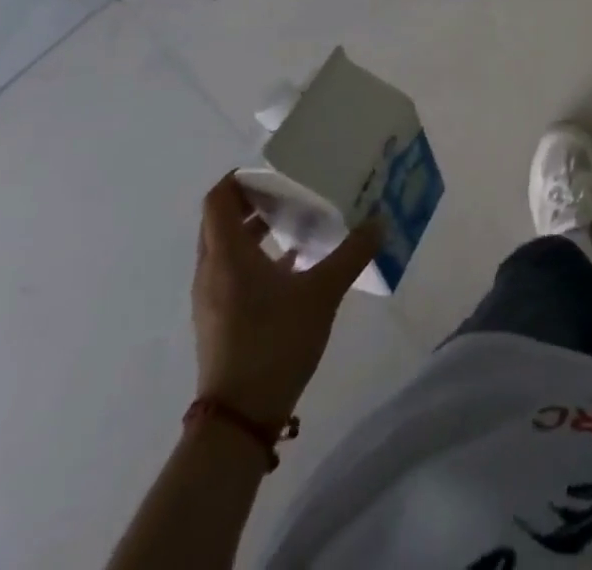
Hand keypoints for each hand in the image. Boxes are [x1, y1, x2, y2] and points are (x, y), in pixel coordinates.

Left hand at [192, 175, 380, 427]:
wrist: (239, 420)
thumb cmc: (275, 342)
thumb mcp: (323, 292)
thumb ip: (352, 253)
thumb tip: (379, 221)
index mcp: (227, 255)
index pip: (219, 199)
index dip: (241, 178)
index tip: (276, 170)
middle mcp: (212, 271)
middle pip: (220, 221)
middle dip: (253, 201)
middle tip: (292, 190)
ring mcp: (212, 299)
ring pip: (227, 248)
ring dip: (255, 230)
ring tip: (297, 222)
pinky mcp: (220, 320)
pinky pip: (232, 273)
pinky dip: (256, 258)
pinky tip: (294, 265)